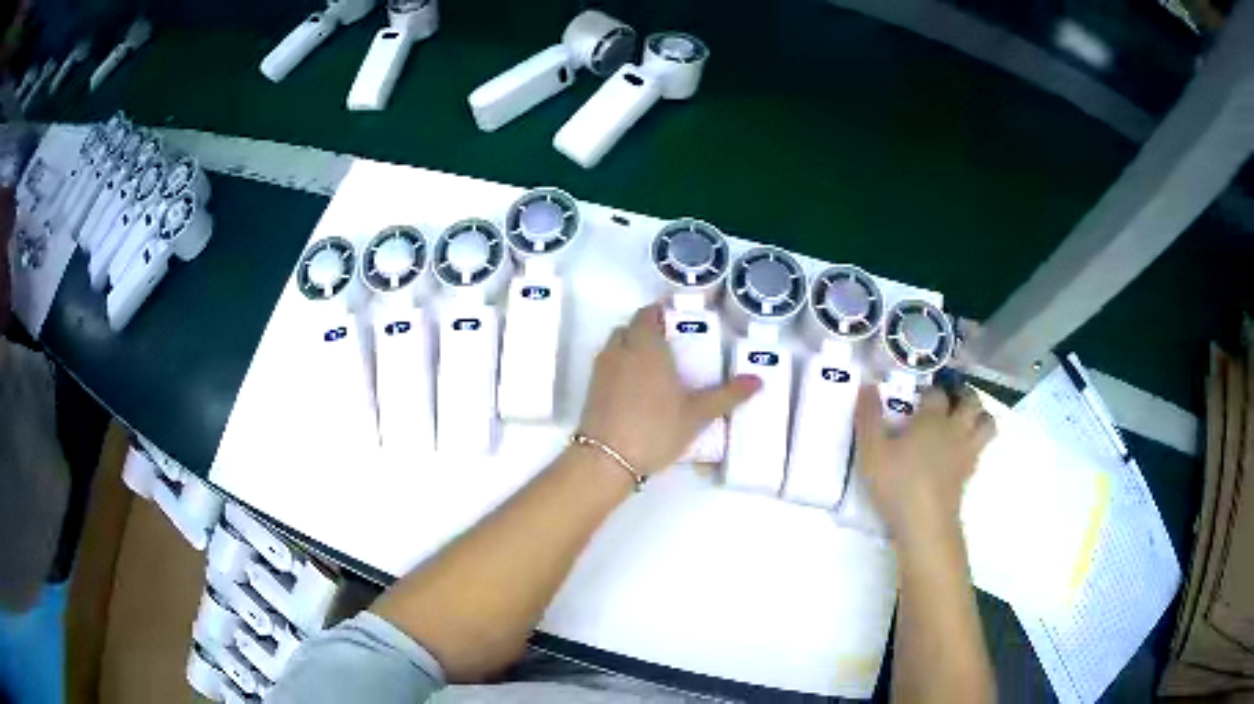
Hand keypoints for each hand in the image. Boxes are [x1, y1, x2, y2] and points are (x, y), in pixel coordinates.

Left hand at [578, 302, 759, 474]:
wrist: (606, 459)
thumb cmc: (656, 429)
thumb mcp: (697, 415)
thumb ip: (727, 395)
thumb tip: (758, 380)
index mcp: (646, 346)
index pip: (647, 314)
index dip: (661, 314)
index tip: (678, 324)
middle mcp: (621, 350)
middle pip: (630, 328)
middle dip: (647, 332)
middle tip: (671, 349)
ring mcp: (602, 370)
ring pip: (616, 346)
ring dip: (632, 349)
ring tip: (655, 370)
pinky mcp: (592, 389)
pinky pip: (608, 366)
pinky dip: (621, 368)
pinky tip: (637, 391)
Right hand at [854, 384, 994, 543]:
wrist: (925, 523)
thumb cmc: (897, 484)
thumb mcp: (871, 452)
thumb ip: (868, 417)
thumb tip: (867, 384)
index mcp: (932, 418)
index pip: (936, 392)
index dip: (929, 388)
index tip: (919, 392)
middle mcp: (954, 428)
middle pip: (971, 400)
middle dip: (963, 393)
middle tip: (950, 396)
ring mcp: (966, 451)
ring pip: (987, 422)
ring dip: (980, 415)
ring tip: (965, 418)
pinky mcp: (970, 472)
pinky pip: (982, 447)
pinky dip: (977, 441)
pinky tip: (961, 449)